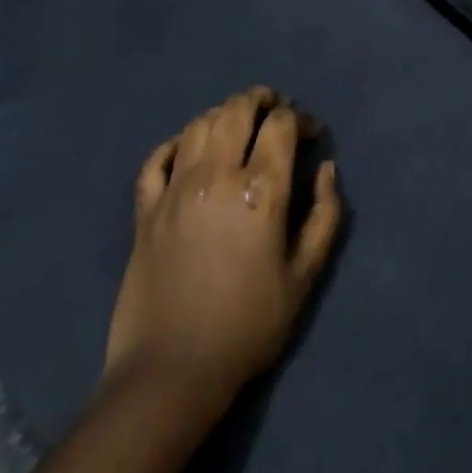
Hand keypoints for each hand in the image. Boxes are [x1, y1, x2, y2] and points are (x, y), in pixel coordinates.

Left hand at [105, 88, 342, 406]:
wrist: (171, 372)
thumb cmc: (248, 325)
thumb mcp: (305, 276)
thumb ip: (325, 215)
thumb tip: (326, 169)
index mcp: (261, 190)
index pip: (281, 125)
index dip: (300, 119)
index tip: (311, 134)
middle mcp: (216, 176)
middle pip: (237, 110)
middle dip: (260, 100)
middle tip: (274, 108)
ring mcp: (175, 190)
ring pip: (198, 126)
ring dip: (223, 114)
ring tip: (237, 123)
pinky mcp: (145, 210)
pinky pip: (156, 159)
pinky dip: (174, 144)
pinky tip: (187, 149)